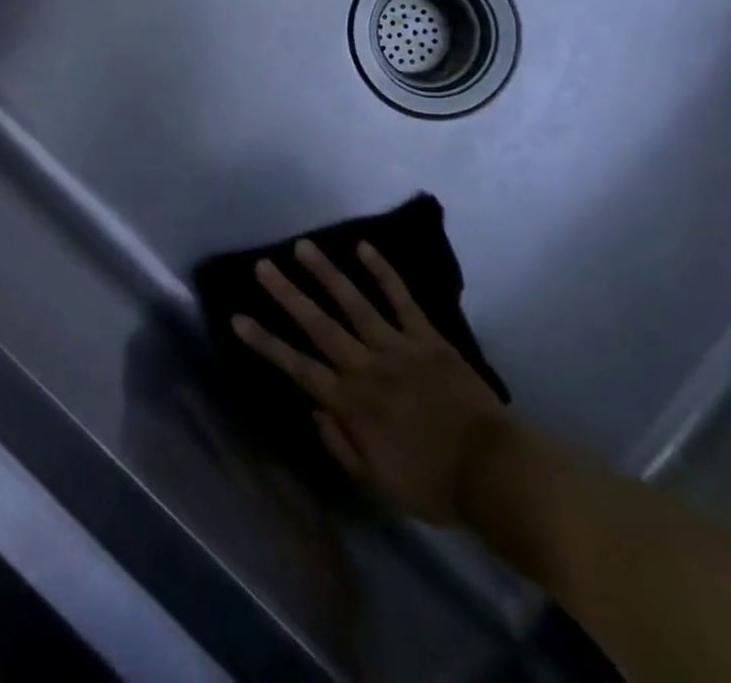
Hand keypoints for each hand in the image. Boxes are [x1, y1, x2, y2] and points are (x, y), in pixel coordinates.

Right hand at [232, 240, 507, 525]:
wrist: (493, 473)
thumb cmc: (431, 482)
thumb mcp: (377, 485)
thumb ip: (340, 446)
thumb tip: (313, 409)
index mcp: (351, 402)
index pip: (298, 367)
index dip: (265, 342)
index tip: (237, 318)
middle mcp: (366, 366)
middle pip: (319, 325)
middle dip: (288, 294)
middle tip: (263, 265)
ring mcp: (397, 346)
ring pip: (355, 303)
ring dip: (327, 273)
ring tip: (304, 246)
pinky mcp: (427, 337)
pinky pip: (402, 299)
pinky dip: (383, 272)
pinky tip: (364, 248)